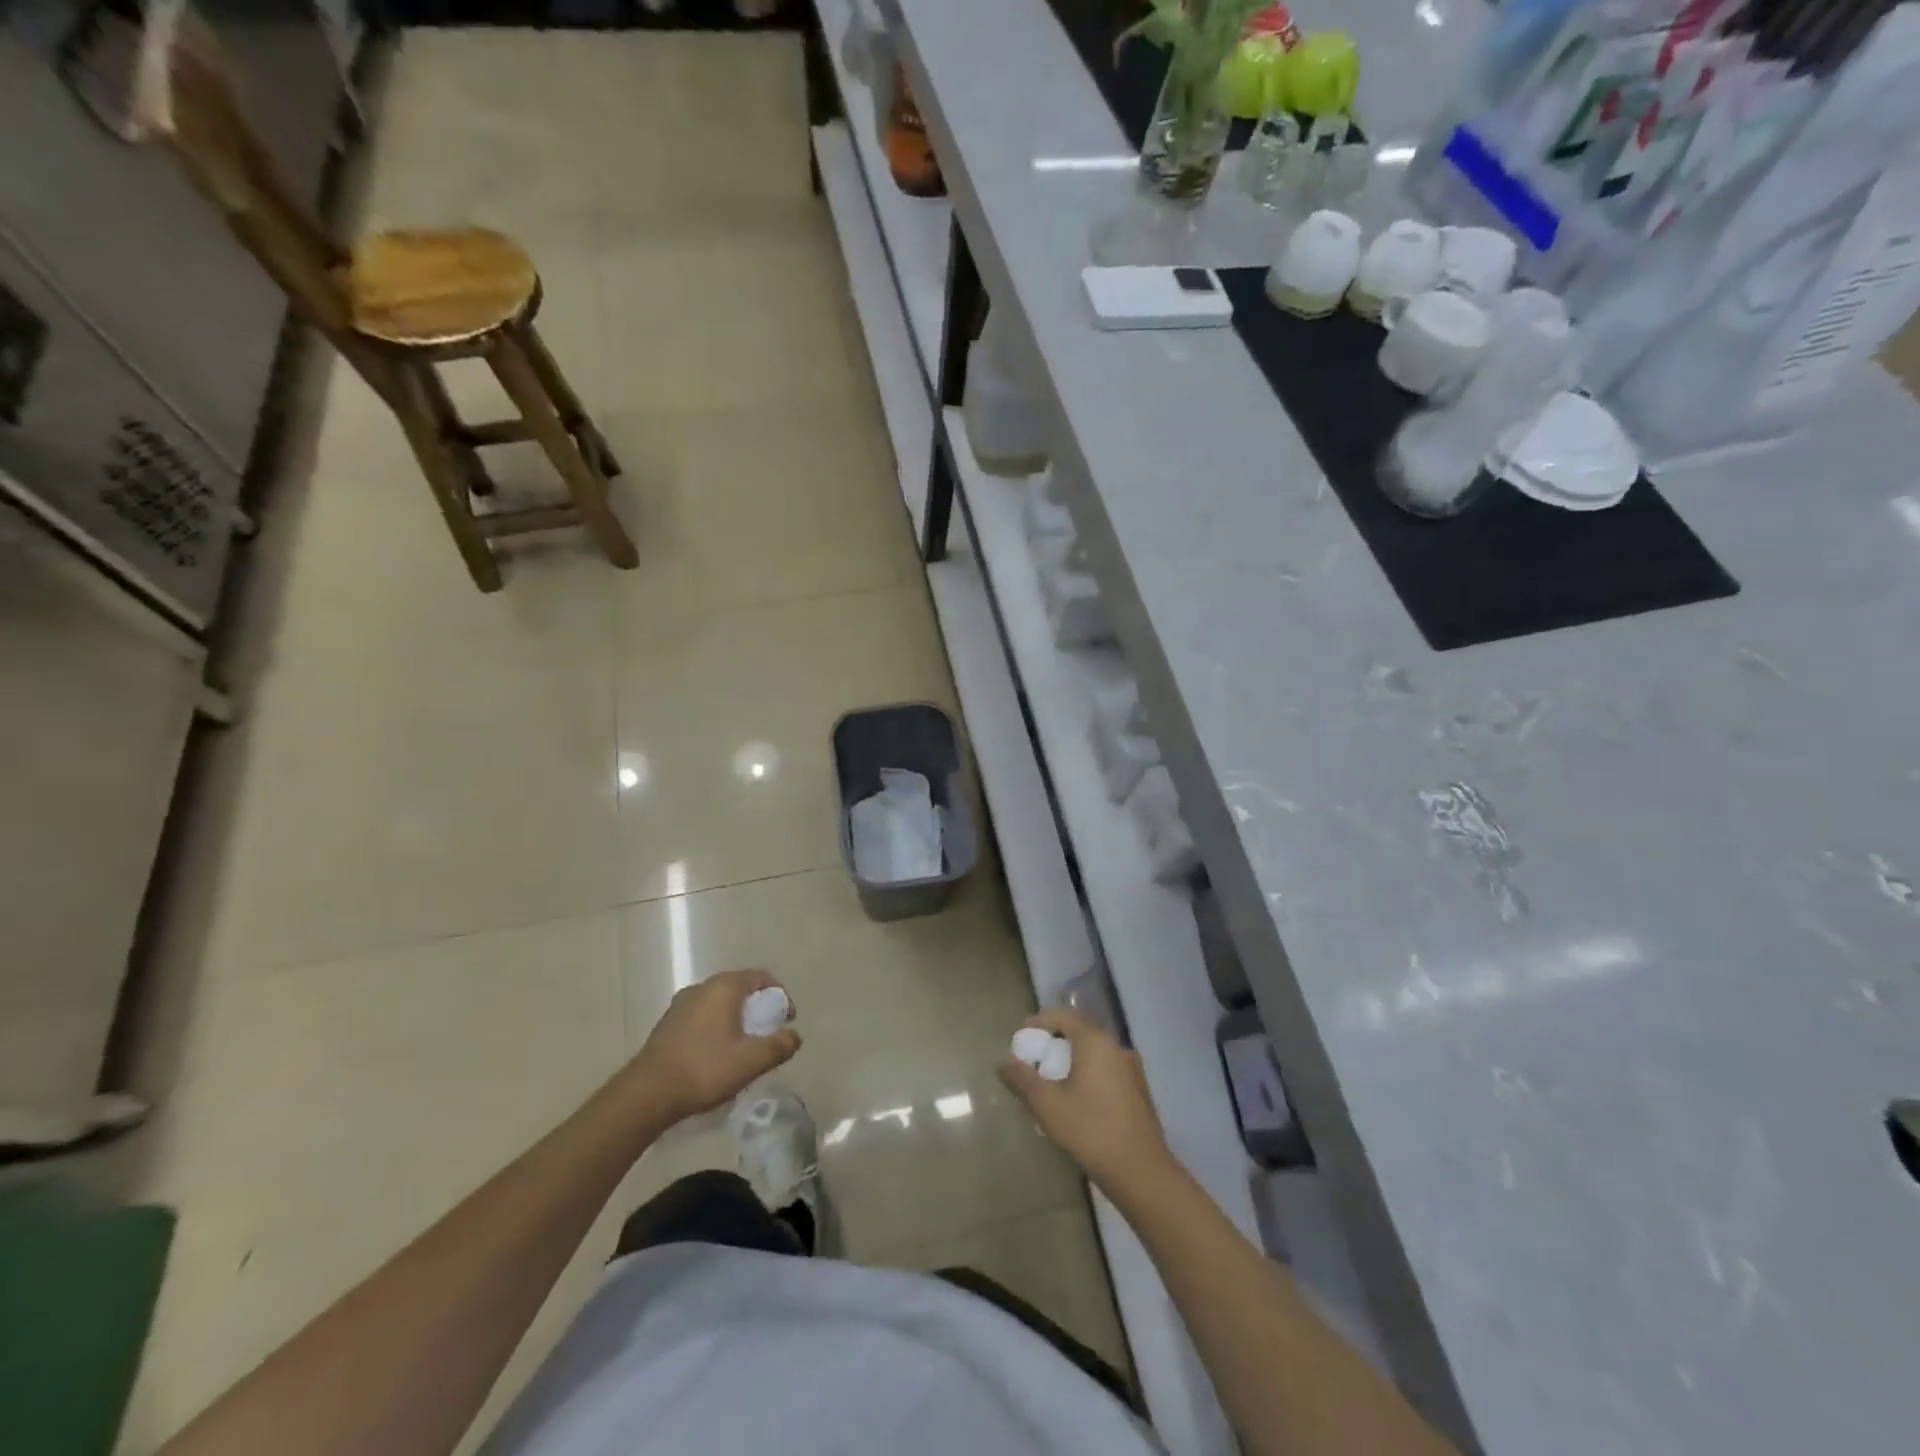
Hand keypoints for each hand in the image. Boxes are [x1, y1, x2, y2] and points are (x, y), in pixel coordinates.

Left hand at [625, 969, 799, 1125]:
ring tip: (743, 1048)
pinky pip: (702, 1017)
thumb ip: (779, 1046)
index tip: (787, 1020)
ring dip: (736, 1019)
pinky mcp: (667, 1024)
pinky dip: (716, 1028)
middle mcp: (702, 987)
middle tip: (768, 1034)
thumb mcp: (751, 1061)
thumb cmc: (704, 1069)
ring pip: (719, 1004)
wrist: (646, 1094)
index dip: (780, 996)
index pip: (761, 977)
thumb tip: (795, 1036)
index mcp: (724, 987)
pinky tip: (716, 1056)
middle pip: (740, 989)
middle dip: (758, 1008)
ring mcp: (681, 1004)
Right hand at [998, 1008, 1169, 1192]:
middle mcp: (1116, 1047)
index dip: (1039, 1022)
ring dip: (1070, 1060)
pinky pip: (1105, 1069)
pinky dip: (1086, 1073)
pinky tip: (1075, 1099)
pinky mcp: (1138, 1090)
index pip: (1063, 1016)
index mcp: (1096, 1041)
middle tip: (1033, 1060)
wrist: (1140, 1172)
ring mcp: (1131, 1069)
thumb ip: (1023, 1079)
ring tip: (1050, 1081)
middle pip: (1079, 1032)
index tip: (1020, 1038)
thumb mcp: (1047, 1104)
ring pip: (1093, 1052)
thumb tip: (1002, 1064)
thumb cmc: (1090, 1130)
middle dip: (1053, 1042)